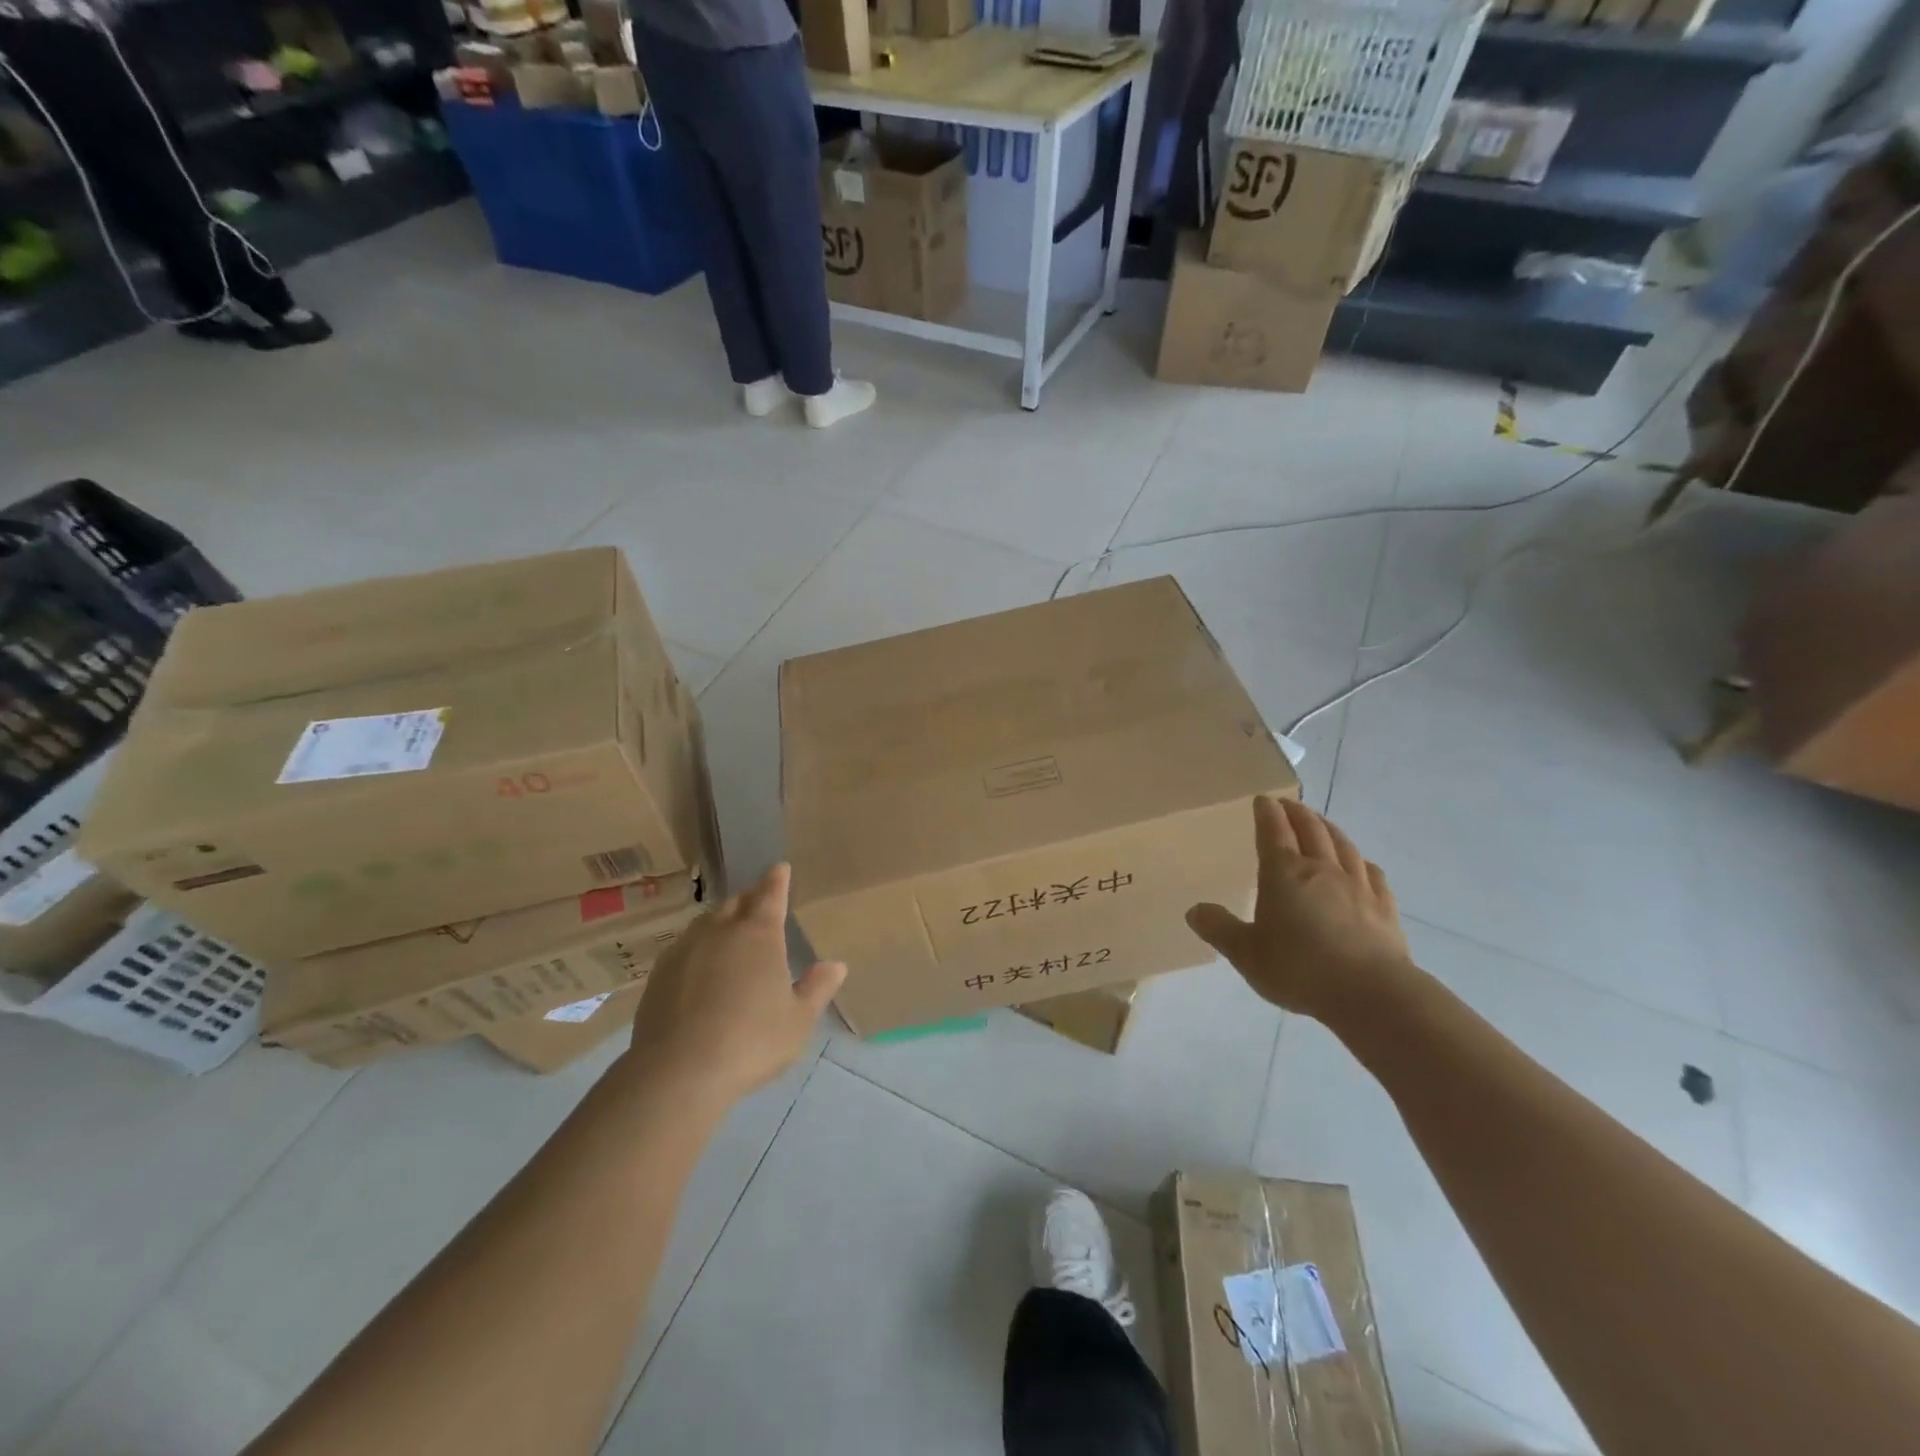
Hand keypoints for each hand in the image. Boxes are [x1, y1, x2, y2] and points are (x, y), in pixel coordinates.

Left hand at [621, 863, 845, 1107]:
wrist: (678, 1072)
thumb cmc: (751, 1041)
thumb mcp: (798, 1020)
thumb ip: (817, 989)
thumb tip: (836, 965)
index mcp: (759, 934)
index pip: (770, 894)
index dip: (777, 880)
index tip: (780, 868)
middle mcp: (721, 930)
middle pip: (736, 903)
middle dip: (750, 898)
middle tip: (759, 903)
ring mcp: (685, 948)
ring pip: (707, 922)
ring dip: (722, 920)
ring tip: (730, 932)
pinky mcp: (659, 973)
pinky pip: (684, 946)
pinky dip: (698, 946)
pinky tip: (700, 966)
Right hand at [1187, 796, 1412, 1020]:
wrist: (1371, 994)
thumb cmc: (1300, 970)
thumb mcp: (1246, 954)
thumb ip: (1219, 929)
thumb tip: (1194, 911)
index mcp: (1283, 874)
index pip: (1273, 831)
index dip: (1266, 813)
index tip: (1262, 799)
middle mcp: (1321, 869)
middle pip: (1310, 829)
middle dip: (1296, 812)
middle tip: (1287, 803)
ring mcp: (1357, 885)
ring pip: (1341, 844)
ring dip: (1328, 827)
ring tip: (1320, 821)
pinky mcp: (1384, 906)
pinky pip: (1371, 872)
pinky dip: (1360, 860)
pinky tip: (1360, 862)